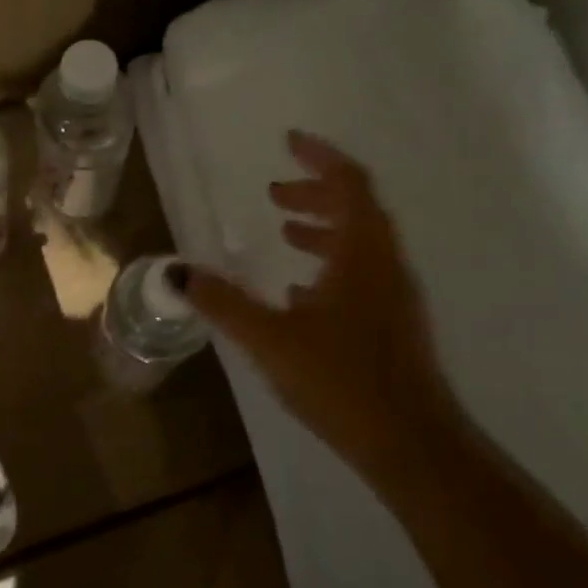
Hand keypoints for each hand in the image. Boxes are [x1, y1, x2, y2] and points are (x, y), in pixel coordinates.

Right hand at [184, 130, 459, 479]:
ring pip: (361, 245)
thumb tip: (177, 271)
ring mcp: (395, 298)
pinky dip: (331, 266)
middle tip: (274, 195)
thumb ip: (223, 303)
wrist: (410, 444)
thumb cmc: (341, 381)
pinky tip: (301, 295)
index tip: (289, 142)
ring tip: (285, 233)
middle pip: (358, 210)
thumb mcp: (270, 339)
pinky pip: (362, 276)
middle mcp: (386, 267)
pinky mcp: (393, 327)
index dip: (320, 159)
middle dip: (316, 194)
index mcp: (363, 256)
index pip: (351, 185)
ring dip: (324, 230)